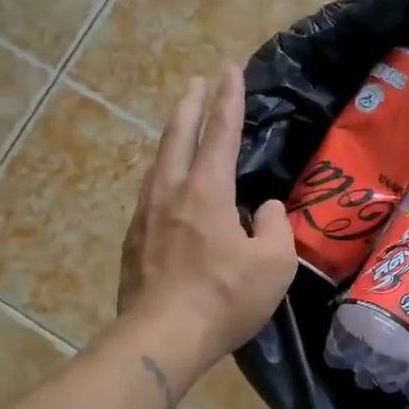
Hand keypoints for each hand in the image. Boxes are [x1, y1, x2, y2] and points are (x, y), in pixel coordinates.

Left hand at [119, 68, 296, 371]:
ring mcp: (146, 216)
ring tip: (181, 127)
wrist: (161, 338)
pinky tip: (168, 185)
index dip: (229, 99)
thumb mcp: (273, 263)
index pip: (220, 133)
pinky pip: (151, 193)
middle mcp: (171, 193)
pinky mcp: (134, 242)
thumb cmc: (224, 298)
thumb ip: (275, 227)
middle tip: (197, 81)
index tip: (230, 69)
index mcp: (206, 191)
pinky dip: (164, 174)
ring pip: (159, 163)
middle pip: (178, 137)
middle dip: (190, 105)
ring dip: (172, 137)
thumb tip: (265, 209)